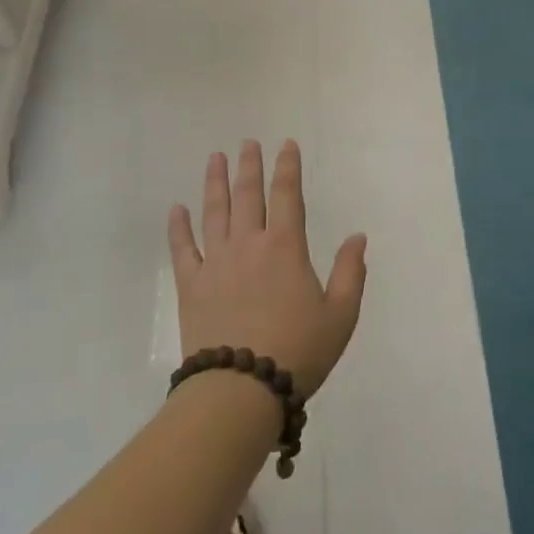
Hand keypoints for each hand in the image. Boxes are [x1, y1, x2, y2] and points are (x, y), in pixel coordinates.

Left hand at [168, 141, 366, 398]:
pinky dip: (178, 227)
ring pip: (213, 212)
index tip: (286, 145)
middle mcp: (248, 244)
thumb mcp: (341, 314)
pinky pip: (182, 248)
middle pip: (248, 195)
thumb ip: (351, 272)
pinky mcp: (191, 285)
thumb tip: (357, 237)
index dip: (288, 167)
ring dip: (214, 182)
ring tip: (215, 158)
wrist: (241, 389)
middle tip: (248, 143)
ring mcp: (215, 262)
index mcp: (285, 247)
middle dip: (250, 165)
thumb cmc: (299, 350)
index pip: (287, 195)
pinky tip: (176, 209)